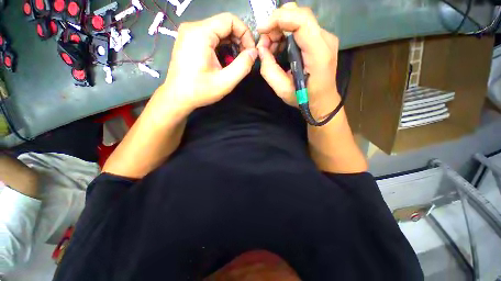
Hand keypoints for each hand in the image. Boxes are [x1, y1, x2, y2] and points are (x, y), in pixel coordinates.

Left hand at [157, 13, 257, 112]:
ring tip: (235, 62)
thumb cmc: (200, 91)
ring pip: (218, 31)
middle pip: (224, 24)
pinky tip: (224, 61)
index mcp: (201, 33)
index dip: (245, 34)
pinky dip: (221, 47)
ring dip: (231, 45)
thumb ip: (243, 66)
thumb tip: (254, 52)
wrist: (178, 97)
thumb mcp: (225, 82)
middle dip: (239, 40)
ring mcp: (189, 33)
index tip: (250, 52)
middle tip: (245, 59)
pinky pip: (210, 37)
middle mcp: (193, 27)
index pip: (230, 20)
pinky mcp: (188, 40)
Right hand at [257, 6, 339, 117]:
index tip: (262, 30)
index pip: (301, 21)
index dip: (279, 19)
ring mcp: (326, 38)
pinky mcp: (322, 39)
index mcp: (318, 54)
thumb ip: (269, 70)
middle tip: (264, 42)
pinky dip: (287, 33)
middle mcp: (326, 40)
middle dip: (277, 24)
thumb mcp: (282, 90)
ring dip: (280, 29)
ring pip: (300, 19)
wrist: (323, 100)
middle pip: (300, 15)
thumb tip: (261, 49)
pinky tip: (280, 46)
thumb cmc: (304, 98)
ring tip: (271, 47)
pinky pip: (302, 27)